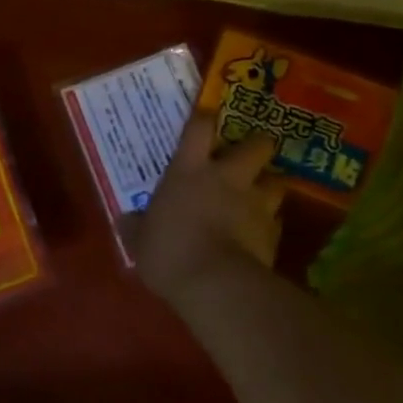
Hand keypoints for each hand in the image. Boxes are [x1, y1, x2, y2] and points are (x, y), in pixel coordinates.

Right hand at [133, 114, 282, 300]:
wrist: (216, 286)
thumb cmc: (170, 252)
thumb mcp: (140, 240)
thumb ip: (136, 226)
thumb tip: (126, 220)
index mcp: (189, 170)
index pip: (199, 127)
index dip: (204, 118)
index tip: (207, 116)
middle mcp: (227, 177)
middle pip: (256, 145)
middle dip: (257, 145)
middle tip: (248, 155)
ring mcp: (255, 203)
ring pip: (275, 182)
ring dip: (268, 187)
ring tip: (259, 197)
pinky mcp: (274, 234)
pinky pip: (276, 221)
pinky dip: (270, 225)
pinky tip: (259, 236)